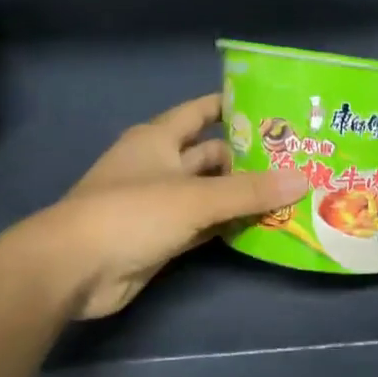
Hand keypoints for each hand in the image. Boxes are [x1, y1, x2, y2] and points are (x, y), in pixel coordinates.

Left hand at [36, 94, 305, 318]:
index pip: (200, 112)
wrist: (74, 269)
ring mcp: (159, 203)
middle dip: (248, 158)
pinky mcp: (162, 237)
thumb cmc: (131, 214)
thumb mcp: (195, 197)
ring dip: (241, 195)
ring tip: (289, 193)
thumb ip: (249, 191)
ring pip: (209, 192)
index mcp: (158, 139)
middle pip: (210, 155)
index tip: (272, 108)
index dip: (231, 106)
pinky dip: (228, 225)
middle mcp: (159, 165)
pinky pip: (204, 225)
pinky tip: (262, 226)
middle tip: (295, 160)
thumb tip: (303, 179)